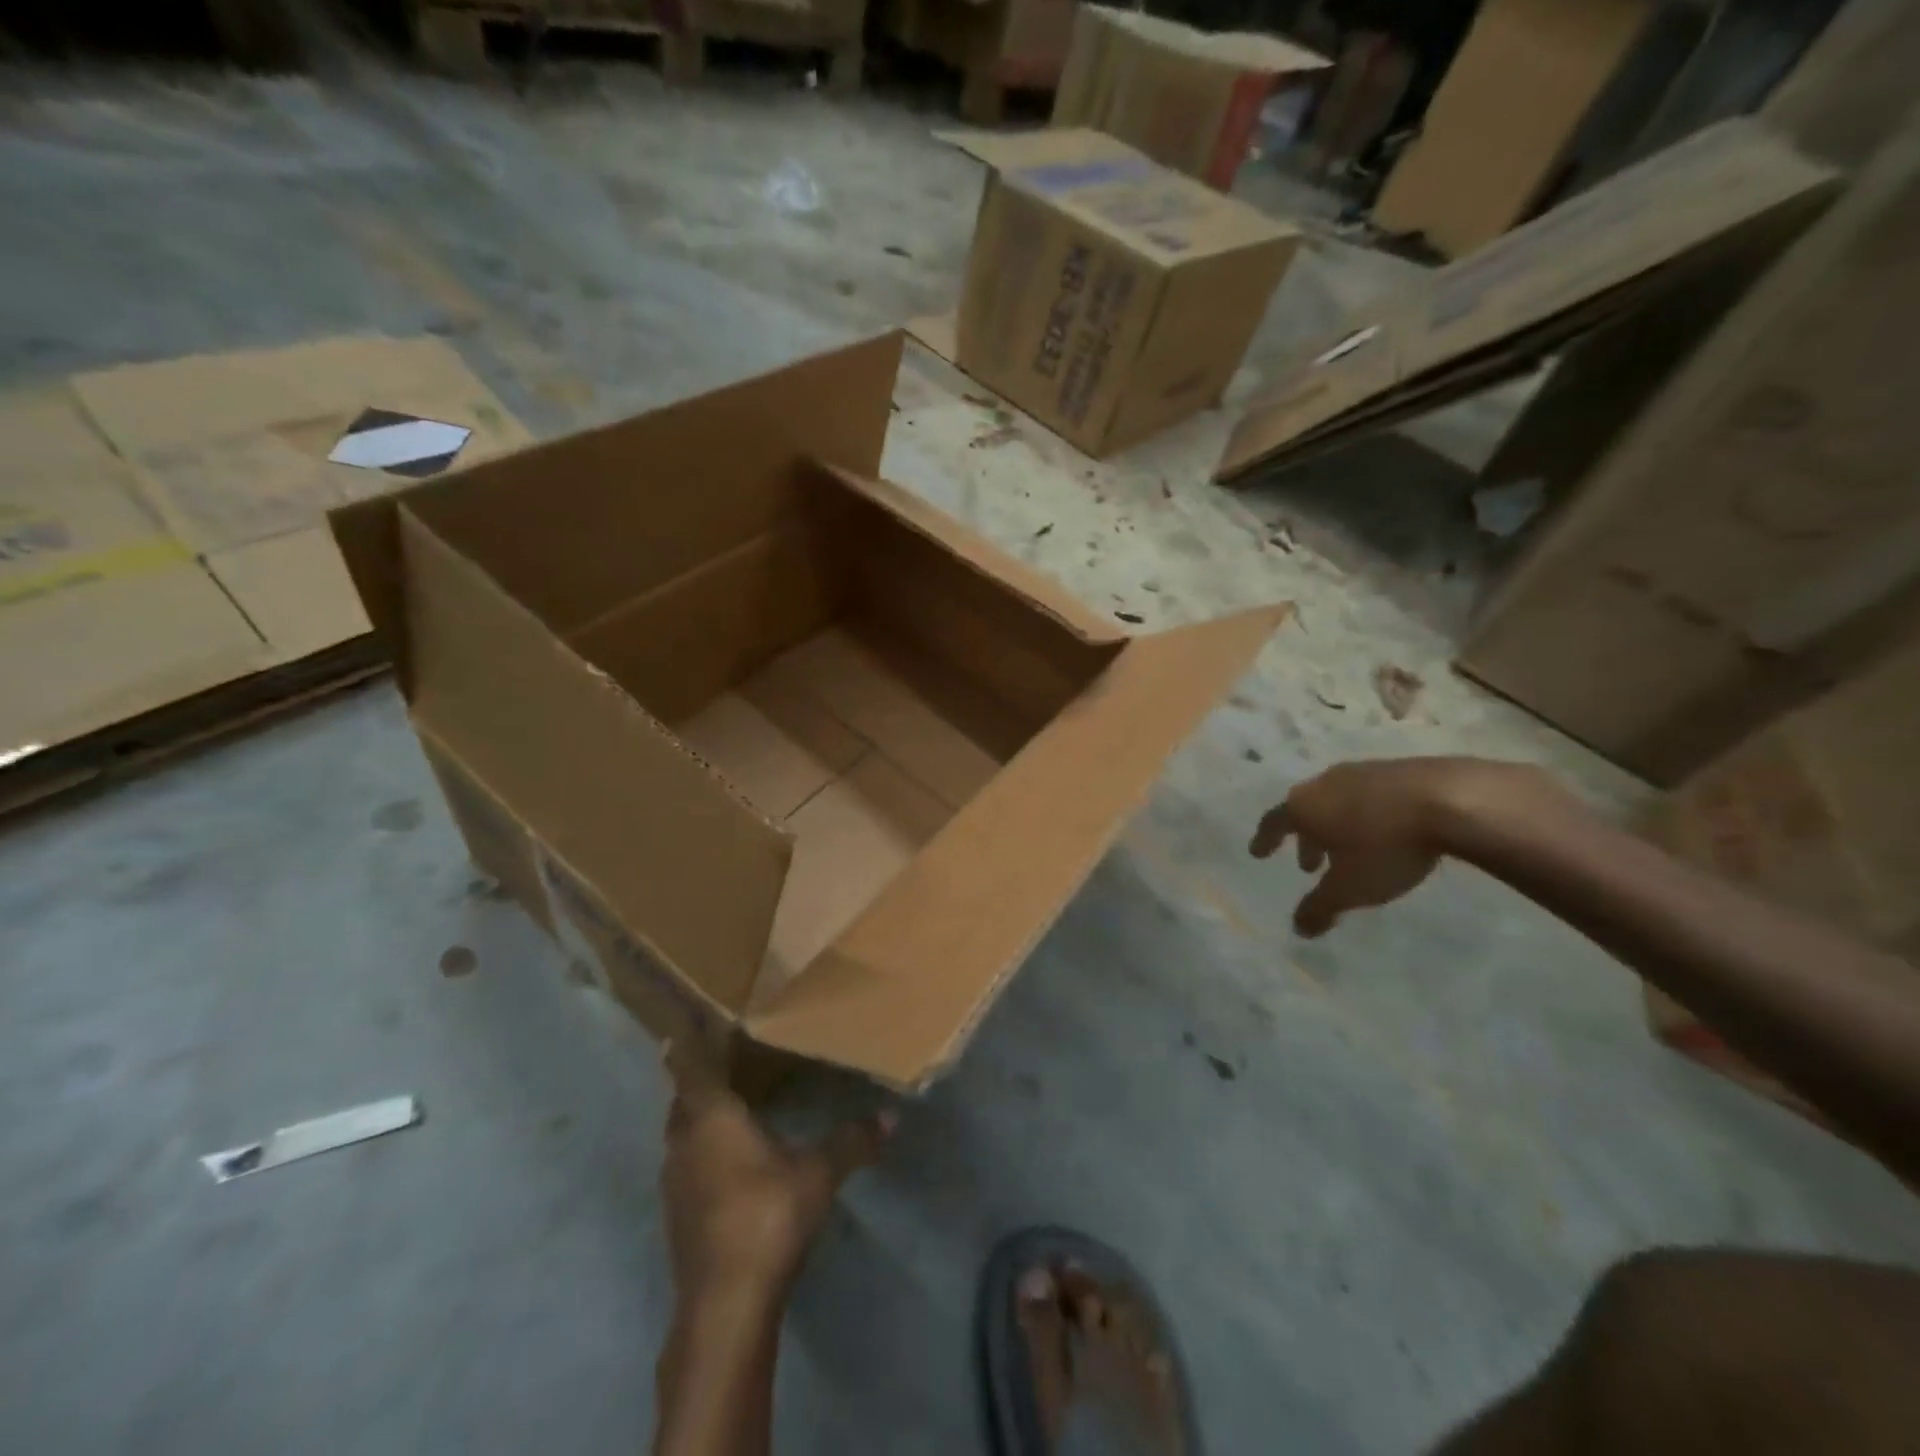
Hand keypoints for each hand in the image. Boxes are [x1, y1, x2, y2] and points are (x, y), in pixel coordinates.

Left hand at [662, 1044, 893, 1303]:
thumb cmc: (767, 1217)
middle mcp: (684, 1142)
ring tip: (732, 1108)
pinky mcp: (677, 1217)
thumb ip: (851, 1142)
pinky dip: (702, 1153)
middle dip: (699, 1081)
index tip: (689, 1024)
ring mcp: (675, 1183)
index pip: (689, 1068)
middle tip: (728, 1064)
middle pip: (682, 1101)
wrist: (724, 1305)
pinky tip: (731, 1162)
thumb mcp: (818, 1174)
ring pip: (681, 1135)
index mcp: (710, 1117)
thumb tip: (891, 1117)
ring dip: (700, 1120)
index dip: (688, 1045)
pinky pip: (686, 1166)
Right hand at [1251, 757, 1549, 936]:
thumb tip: (1298, 929)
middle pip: (1305, 809)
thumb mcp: (1350, 889)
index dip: (1265, 840)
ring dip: (1336, 825)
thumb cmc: (1386, 846)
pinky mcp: (1398, 768)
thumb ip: (1320, 908)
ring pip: (1337, 800)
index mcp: (1304, 807)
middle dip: (1305, 838)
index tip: (1258, 853)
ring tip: (1350, 848)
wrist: (1452, 800)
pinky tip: (1385, 829)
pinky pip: (1368, 794)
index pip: (1273, 823)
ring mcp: (1361, 771)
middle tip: (1311, 864)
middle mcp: (1324, 783)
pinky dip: (1366, 813)